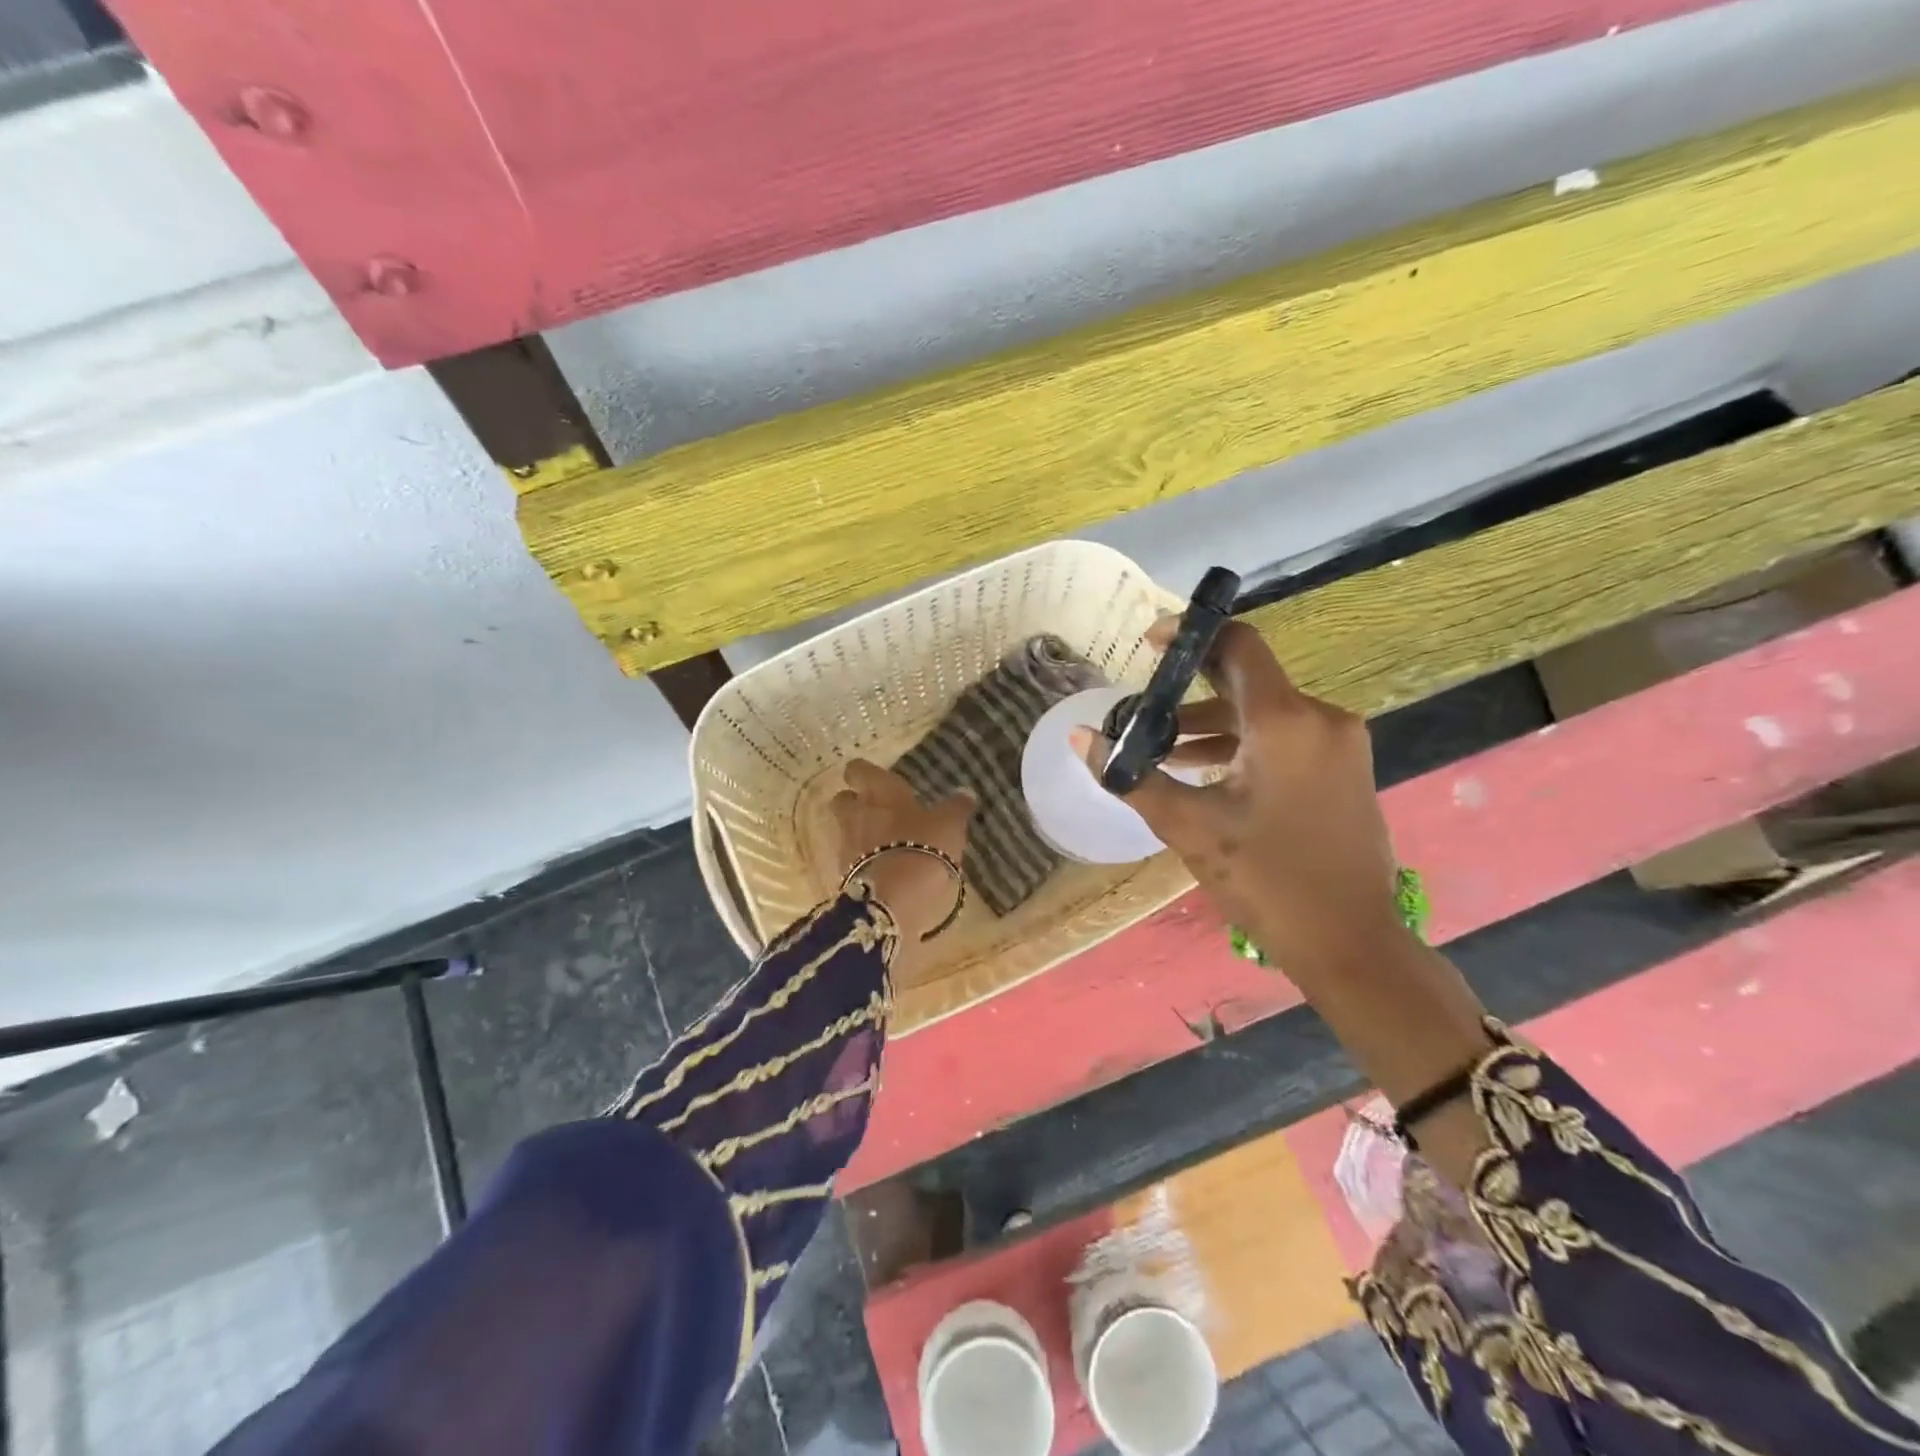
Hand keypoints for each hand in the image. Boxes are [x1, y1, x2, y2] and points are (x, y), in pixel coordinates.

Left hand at [830, 760, 974, 964]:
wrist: (895, 899)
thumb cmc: (924, 846)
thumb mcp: (950, 824)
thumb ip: (956, 807)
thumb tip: (965, 793)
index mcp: (879, 791)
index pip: (858, 770)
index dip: (864, 773)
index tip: (875, 778)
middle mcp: (856, 812)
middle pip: (842, 799)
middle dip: (854, 802)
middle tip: (876, 809)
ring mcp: (846, 844)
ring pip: (844, 829)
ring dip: (858, 832)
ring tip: (883, 842)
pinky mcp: (844, 873)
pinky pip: (850, 859)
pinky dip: (862, 860)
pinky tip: (882, 868)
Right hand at [1071, 617, 1408, 977]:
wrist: (1350, 942)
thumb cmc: (1266, 879)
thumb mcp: (1188, 826)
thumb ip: (1131, 776)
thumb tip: (1079, 738)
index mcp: (1285, 721)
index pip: (1238, 645)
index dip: (1191, 635)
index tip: (1148, 648)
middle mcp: (1320, 718)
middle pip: (1248, 679)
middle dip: (1192, 689)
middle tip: (1145, 708)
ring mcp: (1339, 745)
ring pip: (1265, 712)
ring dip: (1214, 724)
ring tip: (1166, 752)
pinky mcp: (1345, 770)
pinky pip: (1286, 737)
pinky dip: (1243, 744)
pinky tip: (1207, 774)